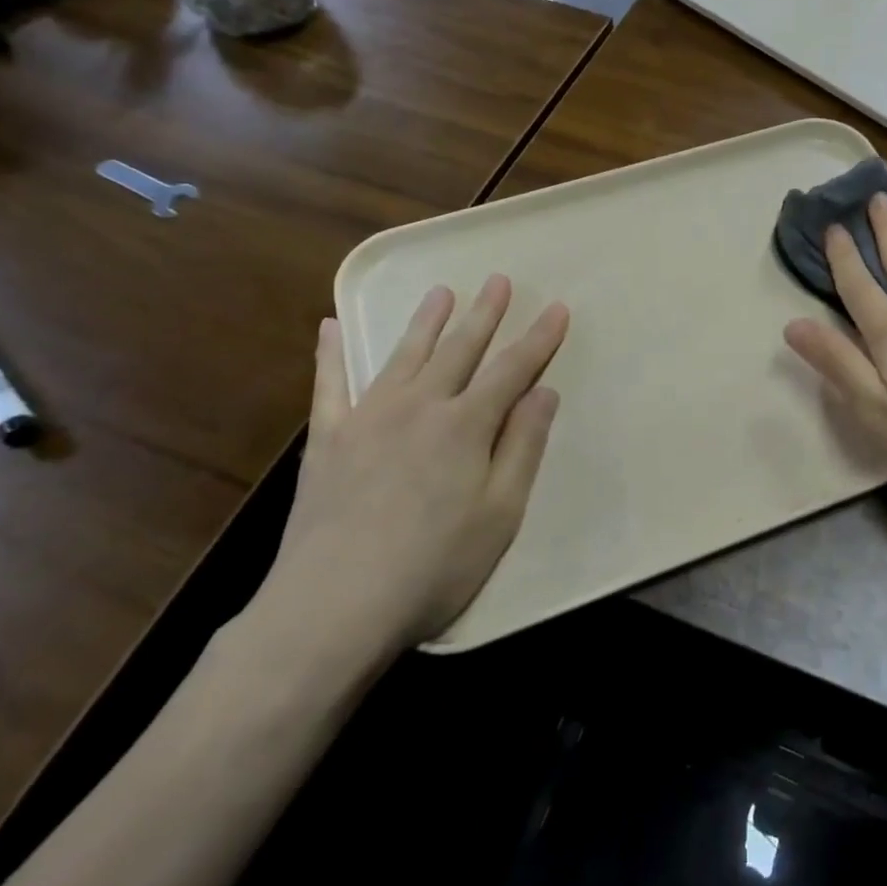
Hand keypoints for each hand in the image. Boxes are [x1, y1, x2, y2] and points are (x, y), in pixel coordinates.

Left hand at [253, 276, 568, 662]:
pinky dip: (332, 354)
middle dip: (485, 314)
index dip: (539, 338)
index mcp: (466, 425)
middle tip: (499, 280)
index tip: (558, 308)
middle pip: (460, 349)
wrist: (333, 605)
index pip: (513, 369)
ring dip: (426, 321)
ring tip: (441, 291)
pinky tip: (330, 326)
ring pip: (404, 355)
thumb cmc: (433, 566)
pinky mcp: (328, 439)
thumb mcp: (500, 513)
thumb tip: (544, 392)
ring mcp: (369, 417)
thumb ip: (522, 446)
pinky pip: (330, 385)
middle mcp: (420, 406)